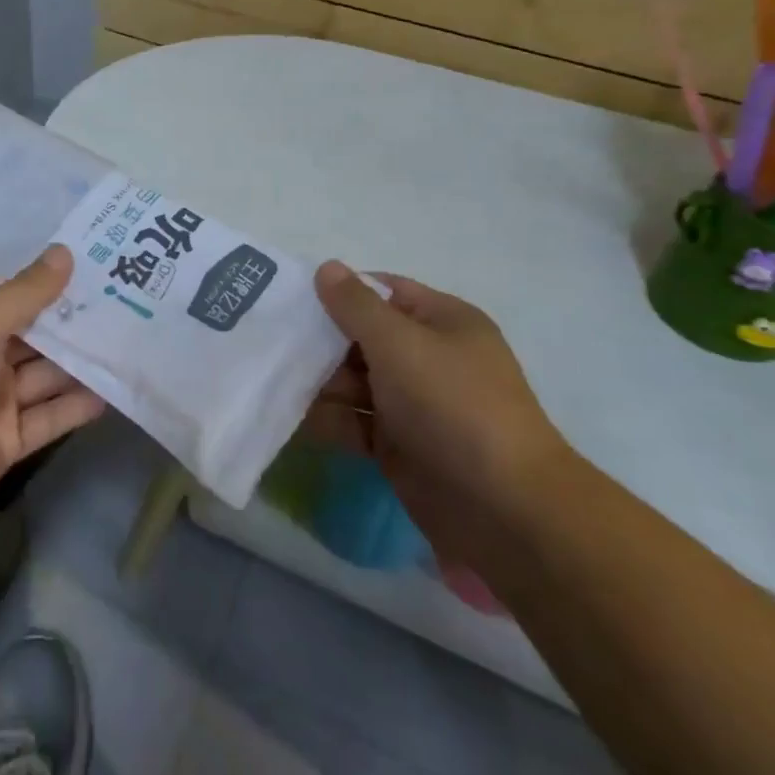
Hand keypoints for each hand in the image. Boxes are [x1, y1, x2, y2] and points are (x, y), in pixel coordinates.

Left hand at [0, 245, 104, 529]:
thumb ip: (26, 293)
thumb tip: (65, 252)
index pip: (15, 296)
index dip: (52, 283)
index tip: (97, 266)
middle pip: (37, 336)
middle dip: (76, 323)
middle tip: (128, 302)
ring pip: (48, 376)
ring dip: (82, 363)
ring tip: (132, 342)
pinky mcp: (11, 439)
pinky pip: (50, 417)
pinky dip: (77, 405)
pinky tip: (114, 390)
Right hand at [302, 262, 572, 564]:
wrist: (502, 507)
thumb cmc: (451, 404)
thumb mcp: (400, 343)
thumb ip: (356, 305)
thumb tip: (326, 267)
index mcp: (442, 322)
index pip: (383, 292)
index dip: (340, 291)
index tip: (291, 296)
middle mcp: (428, 358)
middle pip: (362, 337)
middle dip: (320, 340)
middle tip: (271, 340)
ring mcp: (413, 403)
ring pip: (354, 382)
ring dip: (318, 382)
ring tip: (273, 380)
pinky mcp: (398, 444)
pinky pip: (354, 422)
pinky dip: (327, 419)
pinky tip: (290, 417)